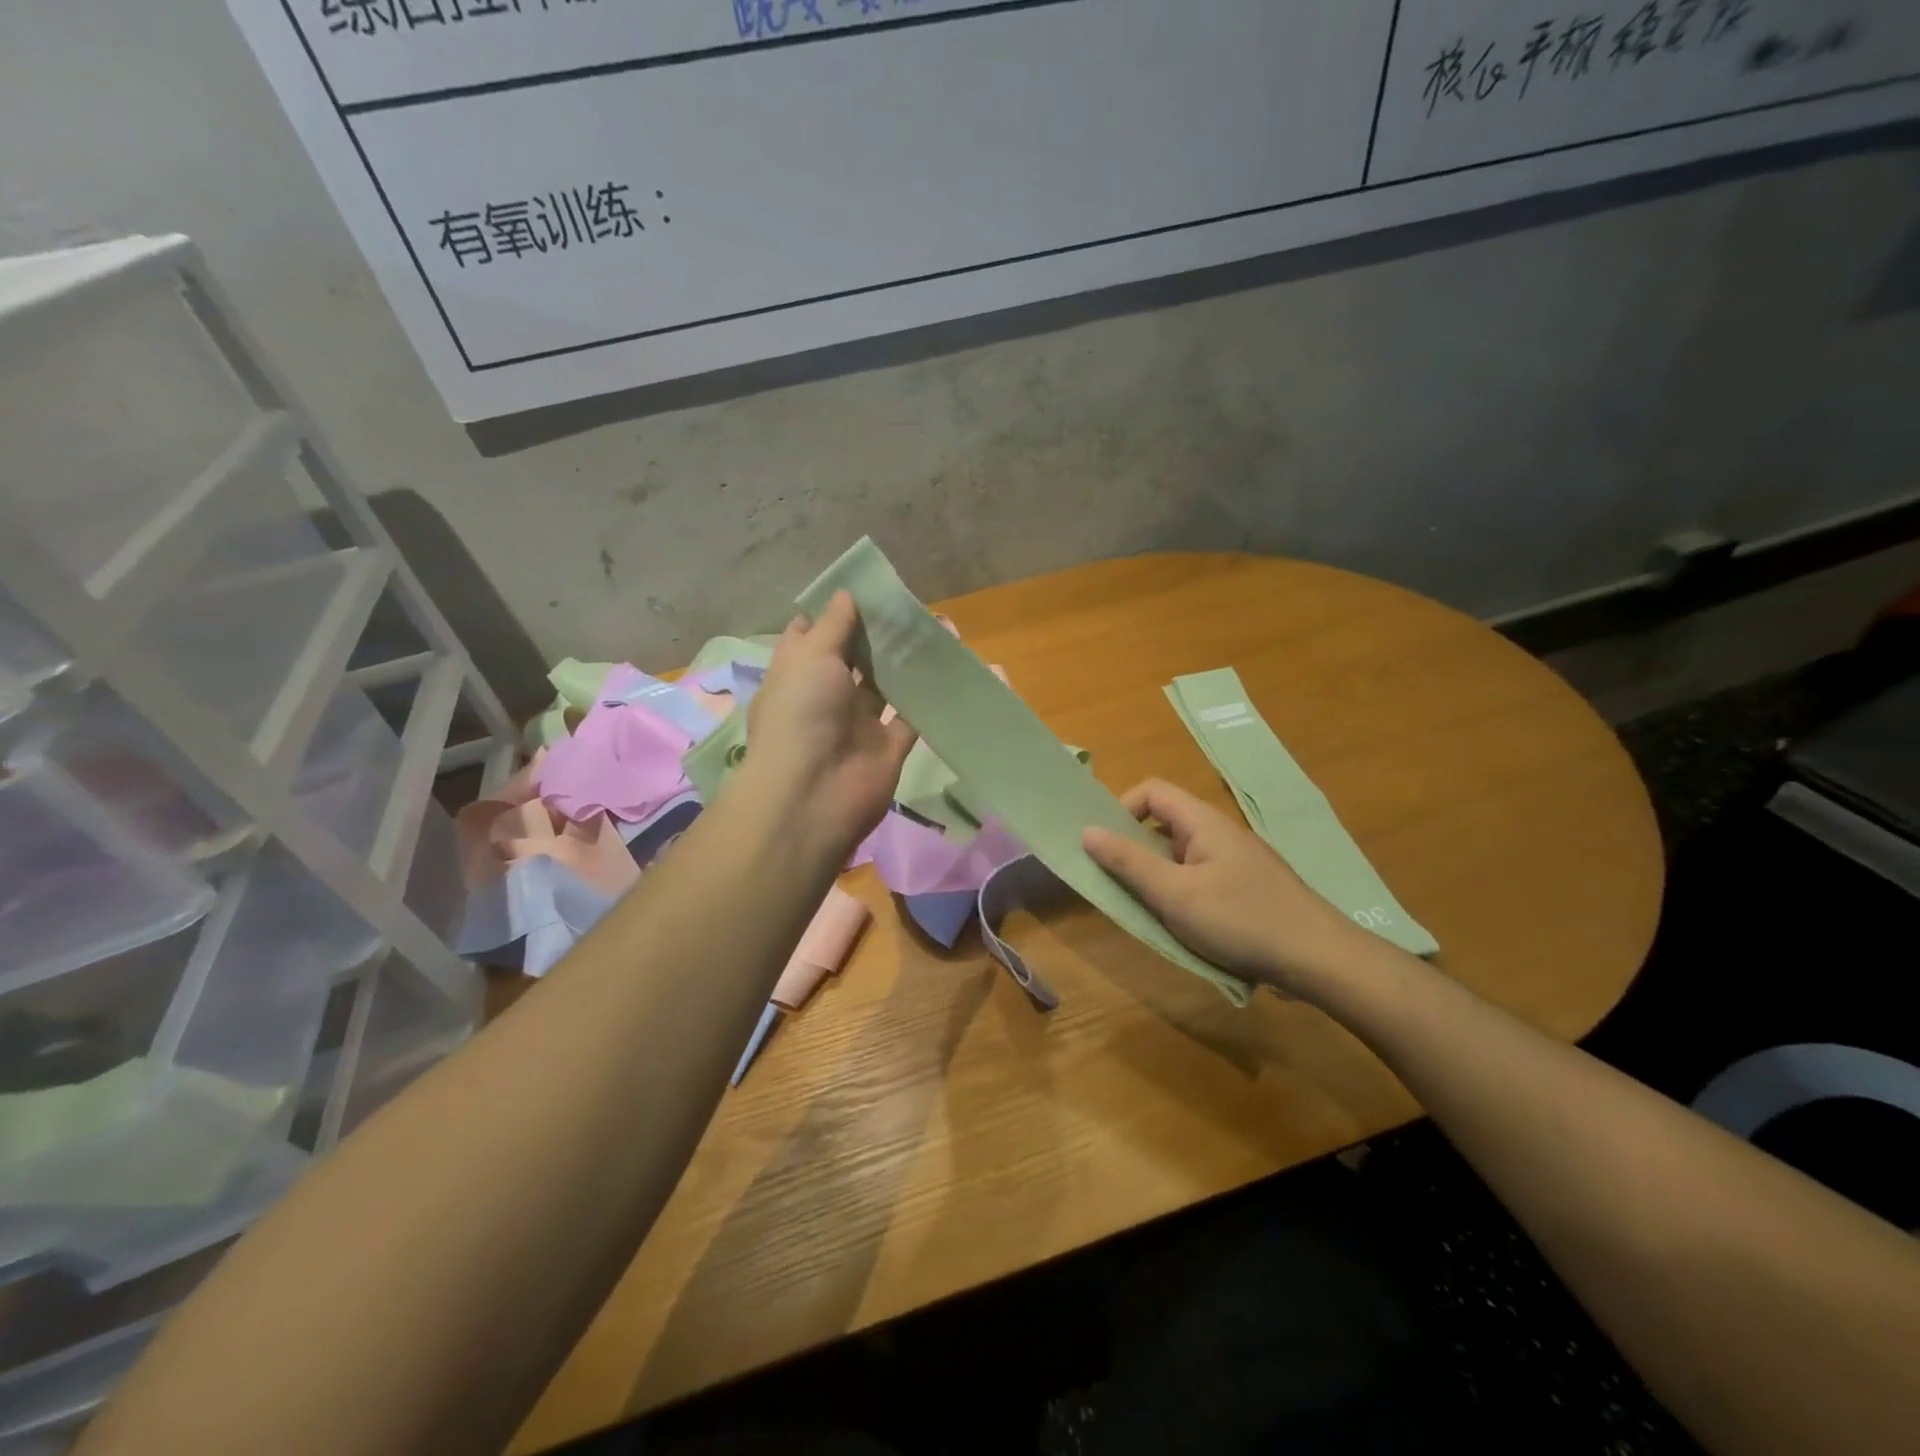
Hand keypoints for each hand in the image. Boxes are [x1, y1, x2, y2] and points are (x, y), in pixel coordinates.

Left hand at [742, 591, 916, 854]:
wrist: (814, 795)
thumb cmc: (802, 715)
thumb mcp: (811, 657)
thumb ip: (834, 625)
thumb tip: (847, 594)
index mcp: (798, 673)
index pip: (813, 635)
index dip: (834, 612)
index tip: (864, 590)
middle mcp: (826, 695)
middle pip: (854, 657)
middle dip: (877, 633)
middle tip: (908, 605)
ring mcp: (858, 722)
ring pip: (885, 684)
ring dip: (904, 662)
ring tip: (934, 628)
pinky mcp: (888, 746)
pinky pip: (911, 716)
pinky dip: (927, 697)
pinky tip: (948, 669)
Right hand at [1083, 779, 1381, 1002]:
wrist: (1320, 959)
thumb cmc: (1241, 920)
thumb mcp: (1175, 894)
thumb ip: (1128, 862)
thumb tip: (1087, 830)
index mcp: (1203, 822)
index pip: (1152, 791)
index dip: (1121, 809)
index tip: (1105, 846)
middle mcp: (1220, 833)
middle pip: (1165, 823)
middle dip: (1135, 848)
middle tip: (1117, 883)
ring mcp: (1237, 862)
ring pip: (1182, 855)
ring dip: (1157, 876)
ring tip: (1146, 909)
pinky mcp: (1248, 888)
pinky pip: (1202, 878)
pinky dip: (1182, 893)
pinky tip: (1183, 926)